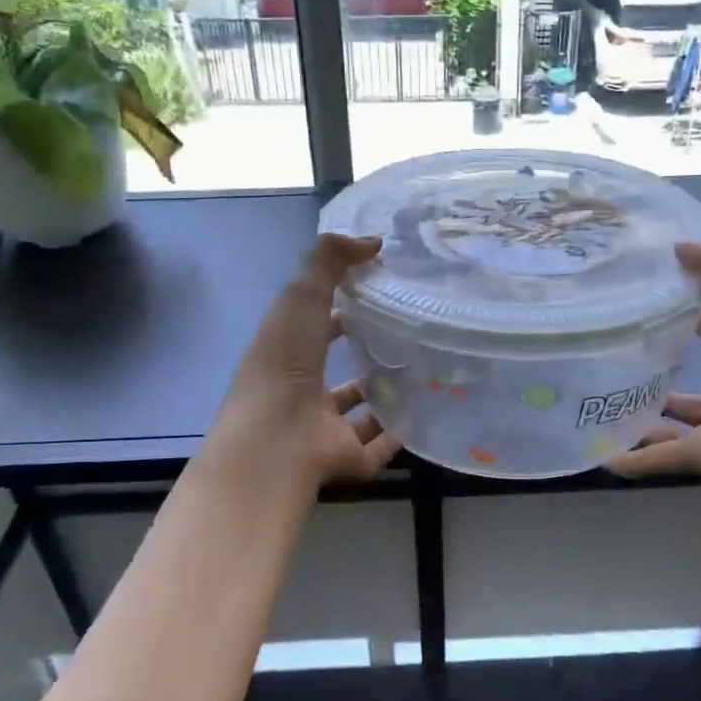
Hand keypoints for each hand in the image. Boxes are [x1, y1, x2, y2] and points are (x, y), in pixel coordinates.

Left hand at [209, 233, 402, 488]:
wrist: (278, 440)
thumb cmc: (285, 363)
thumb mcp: (302, 296)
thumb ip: (330, 260)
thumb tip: (373, 241)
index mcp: (284, 353)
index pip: (313, 326)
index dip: (338, 308)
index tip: (375, 293)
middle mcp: (300, 391)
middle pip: (333, 370)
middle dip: (361, 354)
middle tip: (404, 335)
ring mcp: (322, 428)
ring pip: (355, 411)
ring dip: (380, 395)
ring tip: (420, 374)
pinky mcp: (345, 459)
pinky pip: (376, 447)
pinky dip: (396, 435)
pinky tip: (422, 416)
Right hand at [608, 243, 700, 494]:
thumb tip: (678, 247)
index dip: (698, 312)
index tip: (656, 298)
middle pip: (700, 379)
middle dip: (668, 366)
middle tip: (621, 349)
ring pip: (678, 421)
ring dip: (646, 416)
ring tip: (603, 400)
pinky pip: (663, 459)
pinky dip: (635, 459)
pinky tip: (601, 456)